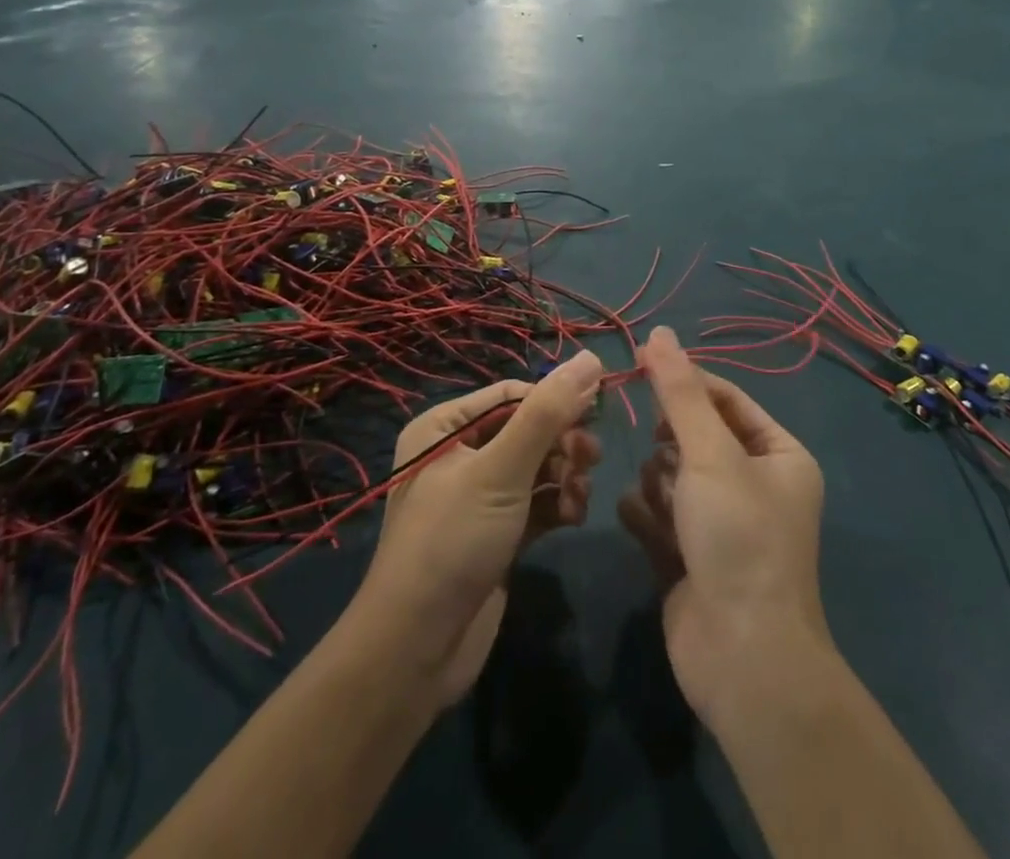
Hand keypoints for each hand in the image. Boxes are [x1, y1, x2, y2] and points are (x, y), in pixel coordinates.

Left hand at [357, 355, 603, 705]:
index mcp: (444, 428)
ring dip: (565, 475)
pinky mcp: (496, 533)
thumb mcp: (502, 470)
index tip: (594, 413)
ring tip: (581, 493)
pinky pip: (536, 502)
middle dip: (562, 443)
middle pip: (527, 430)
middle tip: (590, 458)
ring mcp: (477, 497)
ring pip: (537, 467)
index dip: (554, 401)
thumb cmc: (453, 541)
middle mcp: (458, 455)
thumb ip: (547, 414)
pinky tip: (574, 516)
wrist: (416, 651)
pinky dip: (558, 504)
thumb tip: (590, 357)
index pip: (511, 395)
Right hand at [617, 328, 829, 725]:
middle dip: (673, 446)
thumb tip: (658, 331)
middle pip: (695, 436)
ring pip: (672, 474)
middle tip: (667, 463)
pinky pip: (658, 514)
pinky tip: (644, 524)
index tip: (640, 367)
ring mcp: (721, 523)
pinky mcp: (690, 556)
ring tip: (666, 506)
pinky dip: (648, 515)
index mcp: (778, 455)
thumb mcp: (710, 453)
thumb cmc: (738, 537)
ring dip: (661, 483)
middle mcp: (754, 485)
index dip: (685, 382)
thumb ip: (679, 391)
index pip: (725, 398)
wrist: (742, 657)